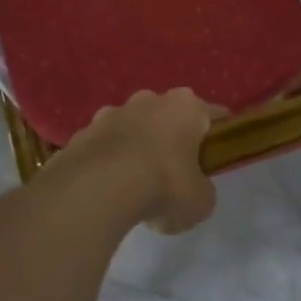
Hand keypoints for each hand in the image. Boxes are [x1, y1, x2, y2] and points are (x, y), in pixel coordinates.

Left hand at [44, 88, 218, 234]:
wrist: (97, 188)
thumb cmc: (163, 186)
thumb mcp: (200, 201)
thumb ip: (202, 189)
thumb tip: (193, 189)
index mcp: (186, 106)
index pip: (213, 114)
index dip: (218, 136)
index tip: (217, 156)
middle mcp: (149, 100)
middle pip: (168, 116)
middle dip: (171, 138)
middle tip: (175, 172)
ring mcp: (111, 112)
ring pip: (132, 127)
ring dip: (137, 147)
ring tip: (136, 184)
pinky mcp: (82, 131)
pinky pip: (104, 145)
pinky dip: (108, 161)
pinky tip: (108, 188)